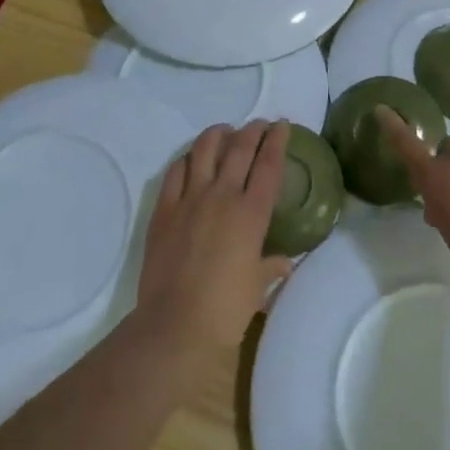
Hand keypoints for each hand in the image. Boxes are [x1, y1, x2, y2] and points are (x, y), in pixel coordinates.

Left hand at [136, 122, 293, 360]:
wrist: (176, 325)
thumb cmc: (225, 310)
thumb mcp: (258, 288)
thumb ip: (271, 267)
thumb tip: (285, 263)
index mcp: (251, 213)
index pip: (269, 165)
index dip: (277, 141)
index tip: (282, 125)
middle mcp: (222, 196)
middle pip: (239, 148)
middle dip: (252, 130)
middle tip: (259, 124)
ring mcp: (190, 199)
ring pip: (204, 150)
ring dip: (217, 134)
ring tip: (224, 131)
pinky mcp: (164, 210)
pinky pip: (175, 171)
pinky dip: (187, 159)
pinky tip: (191, 160)